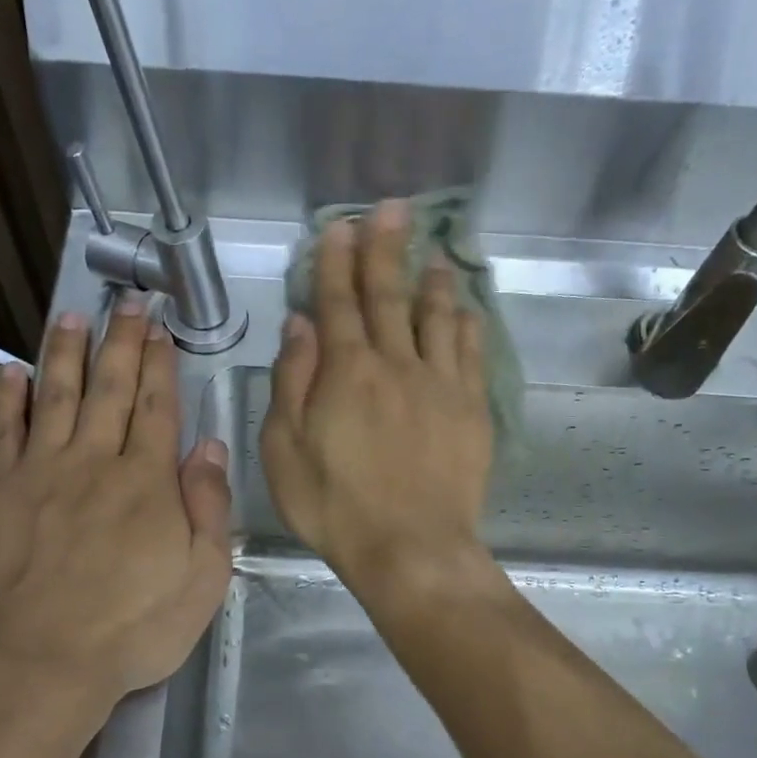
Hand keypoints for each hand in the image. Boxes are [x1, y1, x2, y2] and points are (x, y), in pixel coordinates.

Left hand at [0, 299, 231, 709]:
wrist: (39, 665)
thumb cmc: (132, 630)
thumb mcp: (202, 579)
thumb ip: (208, 508)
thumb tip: (210, 446)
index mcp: (147, 482)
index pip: (158, 407)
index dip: (160, 364)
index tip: (161, 328)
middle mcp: (94, 461)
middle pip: (110, 389)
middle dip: (121, 342)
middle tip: (127, 301)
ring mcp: (39, 472)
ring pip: (56, 396)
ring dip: (66, 352)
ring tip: (73, 316)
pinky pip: (1, 431)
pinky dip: (7, 397)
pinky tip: (10, 369)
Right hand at [260, 199, 493, 597]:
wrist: (410, 547)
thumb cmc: (334, 506)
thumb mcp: (285, 450)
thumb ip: (292, 382)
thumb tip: (299, 325)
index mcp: (346, 371)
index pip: (337, 302)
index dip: (336, 262)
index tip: (339, 227)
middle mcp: (396, 363)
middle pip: (389, 296)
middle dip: (386, 250)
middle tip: (392, 210)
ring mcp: (440, 384)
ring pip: (437, 316)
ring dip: (432, 280)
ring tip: (434, 251)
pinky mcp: (471, 409)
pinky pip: (470, 353)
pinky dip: (466, 324)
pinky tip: (465, 309)